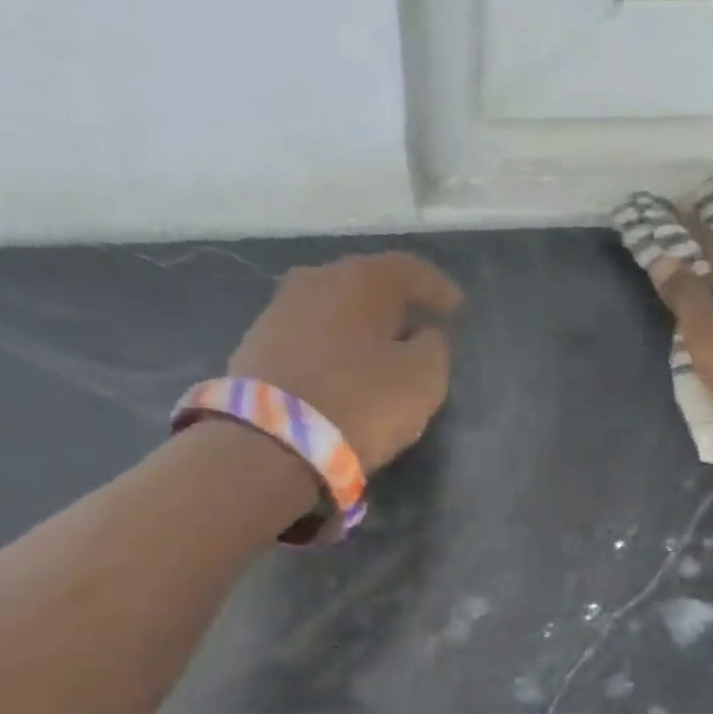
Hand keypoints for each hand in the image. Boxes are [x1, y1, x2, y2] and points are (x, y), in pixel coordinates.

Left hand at [228, 252, 463, 470]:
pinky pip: (310, 336)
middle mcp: (316, 281)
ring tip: (379, 350)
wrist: (267, 444)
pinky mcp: (255, 346)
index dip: (437, 288)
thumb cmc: (360, 402)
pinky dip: (332, 346)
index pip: (410, 270)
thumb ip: (433, 347)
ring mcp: (279, 311)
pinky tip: (342, 368)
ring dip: (359, 325)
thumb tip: (423, 334)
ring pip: (334, 309)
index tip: (456, 307)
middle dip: (394, 304)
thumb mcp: (423, 378)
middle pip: (366, 284)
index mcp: (361, 279)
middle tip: (417, 324)